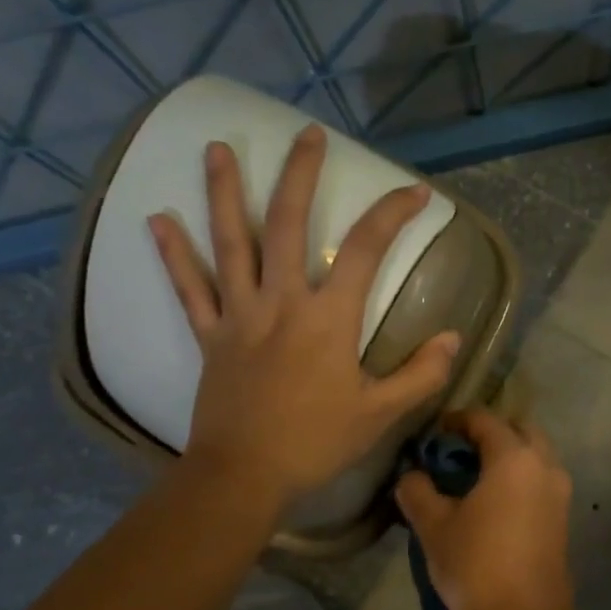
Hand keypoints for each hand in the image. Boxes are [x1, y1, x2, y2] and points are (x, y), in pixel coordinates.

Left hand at [148, 124, 459, 507]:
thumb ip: (421, 374)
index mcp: (328, 319)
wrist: (244, 475)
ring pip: (231, 243)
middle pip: (289, 224)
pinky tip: (157, 220)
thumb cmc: (316, 443)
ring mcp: (239, 315)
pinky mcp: (210, 336)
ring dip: (224, 192)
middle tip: (307, 134)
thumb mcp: (380, 413)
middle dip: (301, 174)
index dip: (393, 215)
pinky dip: (174, 255)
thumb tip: (453, 338)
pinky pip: (190, 289)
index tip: (416, 194)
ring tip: (217, 147)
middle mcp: (281, 302)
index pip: (366, 250)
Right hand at [396, 409, 575, 609]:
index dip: (457, 420)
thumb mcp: (434, 526)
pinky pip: (541, 481)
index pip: (485, 420)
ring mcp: (560, 493)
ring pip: (535, 456)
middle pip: (519, 430)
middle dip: (491, 432)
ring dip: (508, 455)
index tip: (435, 432)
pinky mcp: (563, 518)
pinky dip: (520, 478)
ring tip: (474, 476)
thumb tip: (413, 476)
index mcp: (515, 458)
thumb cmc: (476, 565)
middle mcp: (545, 466)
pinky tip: (493, 501)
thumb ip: (418, 490)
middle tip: (459, 450)